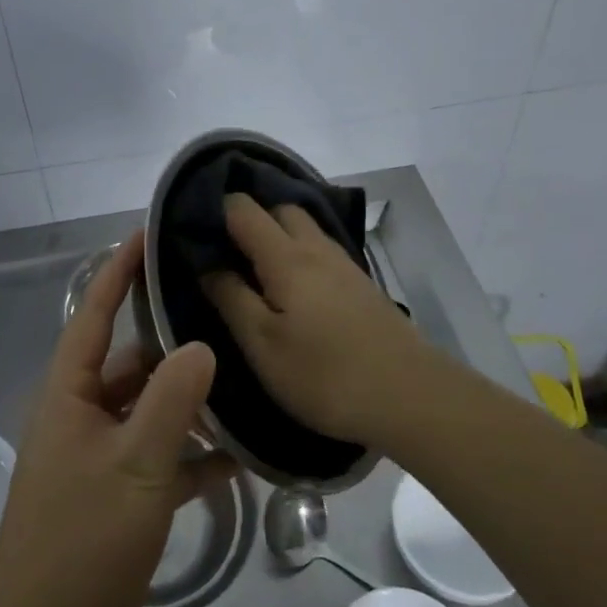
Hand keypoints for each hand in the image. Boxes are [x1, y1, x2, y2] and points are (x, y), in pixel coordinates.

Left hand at [0, 232, 231, 606]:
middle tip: (223, 315)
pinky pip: (160, 456)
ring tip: (244, 381)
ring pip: (151, 409)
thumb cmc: (82, 537)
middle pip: (131, 361)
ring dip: (190, 403)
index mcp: (71, 391)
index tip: (148, 233)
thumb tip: (200, 344)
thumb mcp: (136, 464)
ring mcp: (101, 452)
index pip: (95, 313)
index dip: (119, 271)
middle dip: (173, 341)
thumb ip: (171, 402)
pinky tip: (240, 457)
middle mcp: (82, 411)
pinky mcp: (118, 490)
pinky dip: (193, 454)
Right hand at [202, 193, 442, 446]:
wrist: (412, 397)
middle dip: (249, 218)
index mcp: (286, 257)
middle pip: (279, 209)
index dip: (215, 209)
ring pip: (305, 229)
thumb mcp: (263, 345)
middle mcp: (316, 248)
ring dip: (278, 235)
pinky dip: (300, 253)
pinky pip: (322, 251)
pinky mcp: (362, 286)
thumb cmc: (325, 374)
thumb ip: (231, 298)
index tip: (193, 229)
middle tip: (224, 251)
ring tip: (254, 268)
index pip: (243, 209)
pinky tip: (294, 289)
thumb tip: (206, 264)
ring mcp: (345, 265)